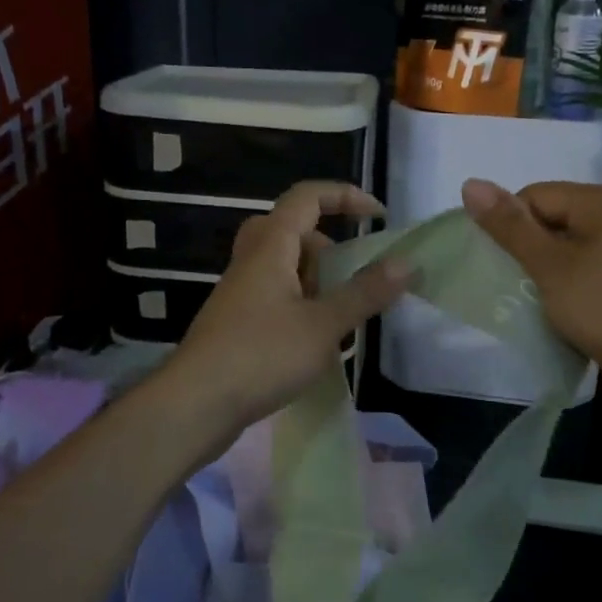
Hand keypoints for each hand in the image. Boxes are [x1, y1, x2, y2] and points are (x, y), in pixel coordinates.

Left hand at [163, 182, 408, 435]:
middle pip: (293, 231)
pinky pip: (276, 297)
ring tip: (340, 316)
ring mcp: (241, 293)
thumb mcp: (323, 325)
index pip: (307, 197)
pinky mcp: (237, 323)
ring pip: (284, 267)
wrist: (195, 405)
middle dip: (328, 246)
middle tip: (351, 276)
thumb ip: (365, 293)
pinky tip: (316, 343)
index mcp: (271, 247)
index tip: (378, 217)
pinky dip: (302, 306)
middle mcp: (252, 261)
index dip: (345, 196)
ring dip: (316, 281)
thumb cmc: (261, 355)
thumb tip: (406, 263)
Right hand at [460, 178, 601, 377]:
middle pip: (551, 220)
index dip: (512, 228)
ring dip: (544, 273)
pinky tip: (560, 312)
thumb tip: (469, 183)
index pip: (535, 196)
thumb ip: (509, 226)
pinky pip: (585, 271)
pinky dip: (566, 287)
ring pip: (566, 250)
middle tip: (515, 286)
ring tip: (536, 302)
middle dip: (528, 251)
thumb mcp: (550, 265)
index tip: (505, 267)